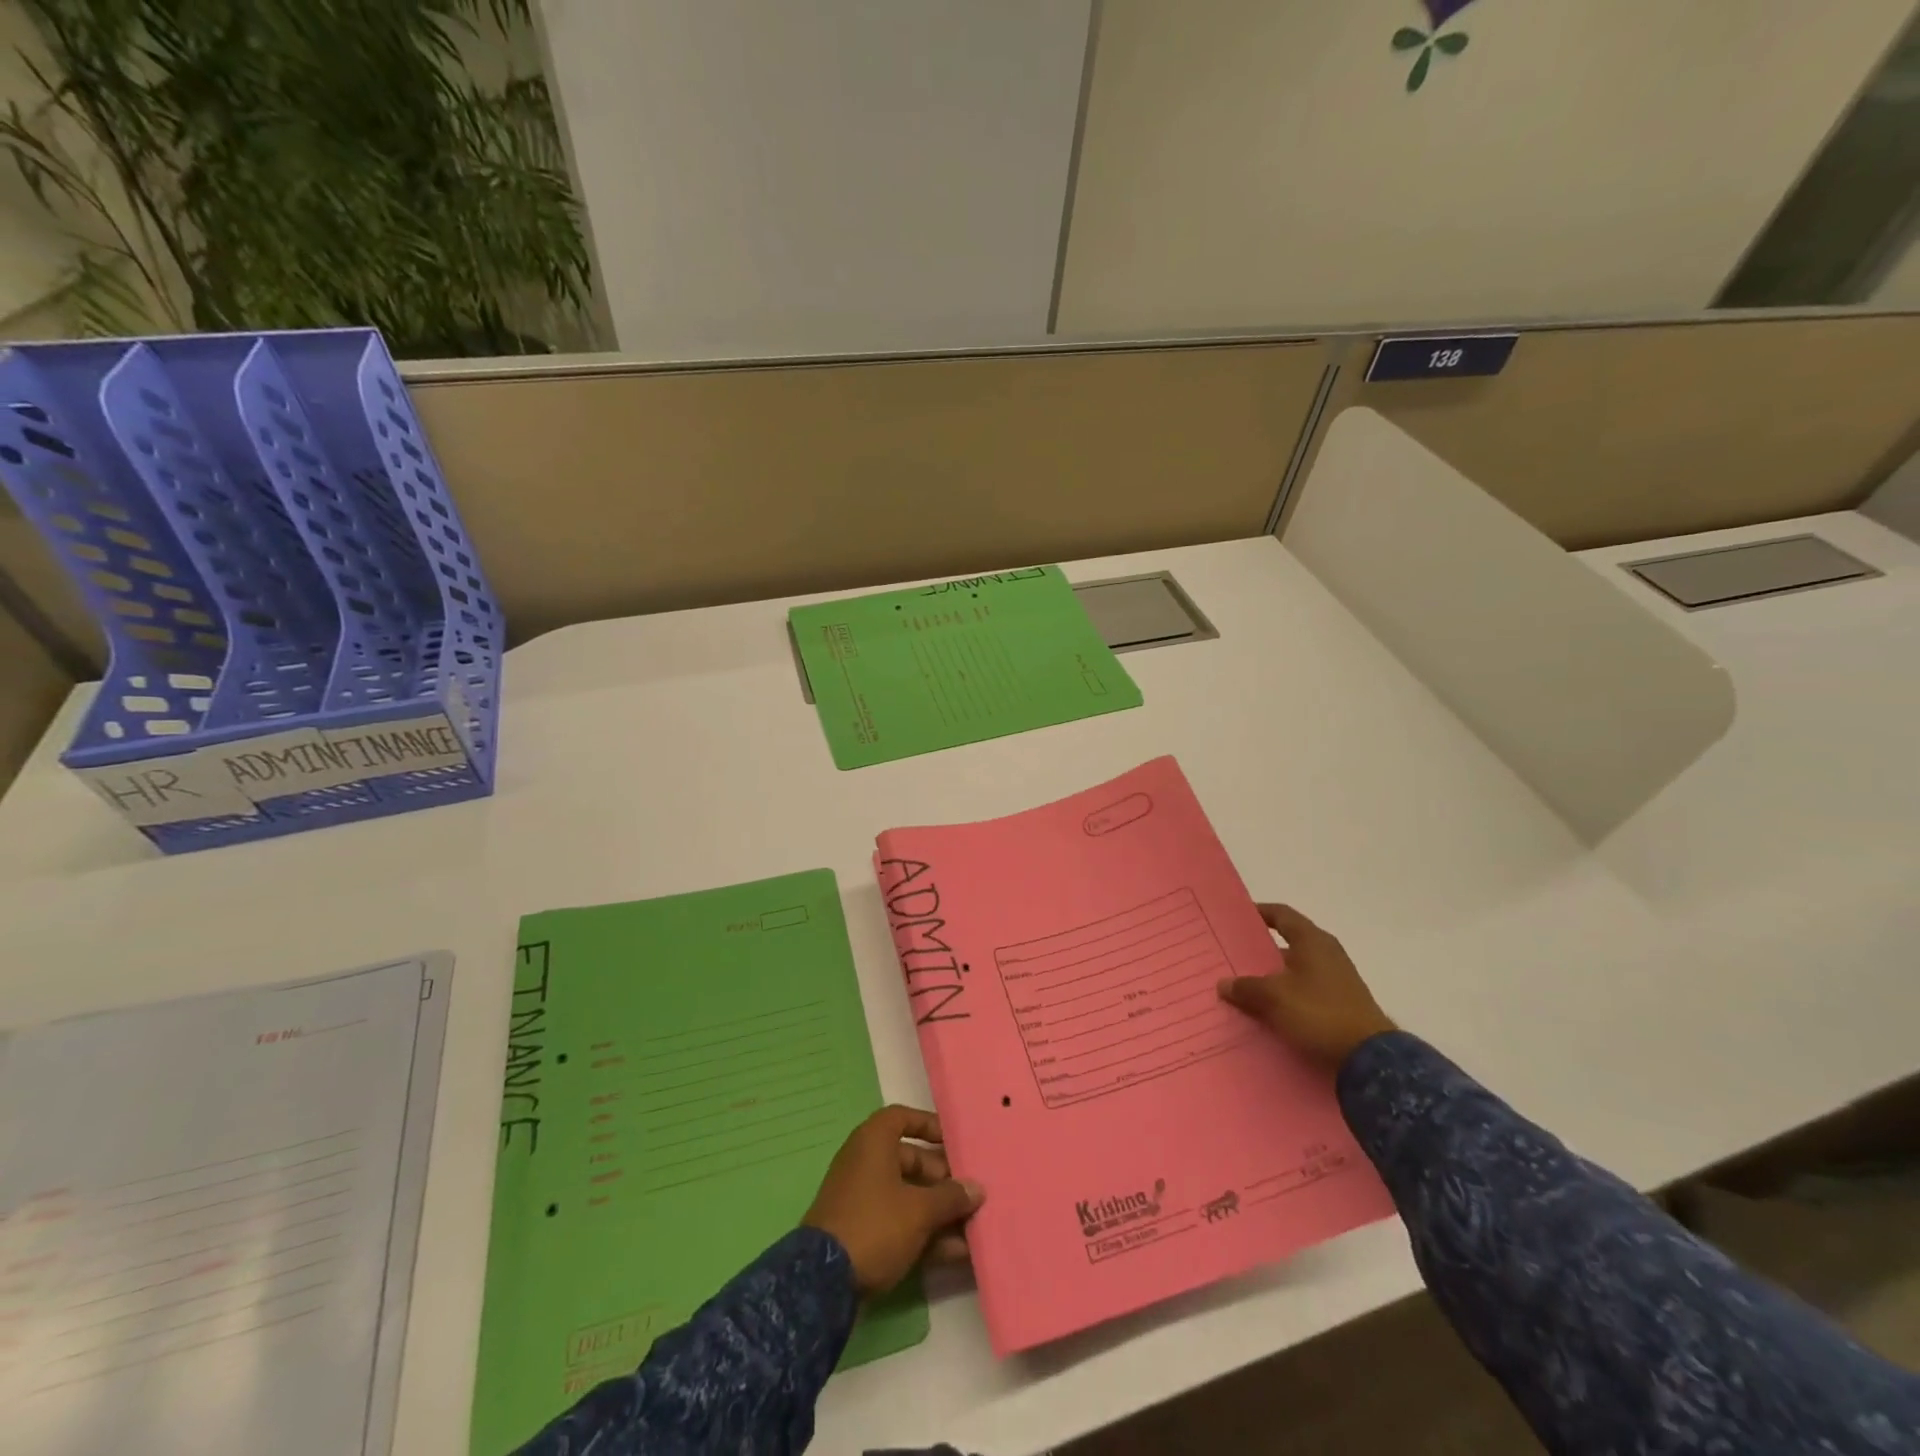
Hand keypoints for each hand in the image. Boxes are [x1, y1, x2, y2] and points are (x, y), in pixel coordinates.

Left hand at [803, 1106, 984, 1294]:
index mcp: (873, 1142)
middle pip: (910, 1160)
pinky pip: (898, 1222)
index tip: (954, 1141)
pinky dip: (923, 1232)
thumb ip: (951, 1198)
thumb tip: (977, 1189)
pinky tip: (955, 1253)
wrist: (822, 1281)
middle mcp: (865, 1163)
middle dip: (942, 1178)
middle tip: (969, 1193)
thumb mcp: (919, 1210)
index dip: (929, 1125)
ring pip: (907, 1196)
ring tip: (972, 1227)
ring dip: (937, 1211)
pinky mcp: (860, 1232)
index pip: (903, 1118)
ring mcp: (861, 1199)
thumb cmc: (875, 1225)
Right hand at [1217, 904, 1396, 1071]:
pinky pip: (1304, 990)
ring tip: (1244, 986)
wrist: (1370, 1059)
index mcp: (1312, 941)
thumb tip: (1224, 984)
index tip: (1236, 917)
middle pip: (1287, 943)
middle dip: (1259, 950)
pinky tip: (1268, 1009)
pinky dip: (1286, 994)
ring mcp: (1336, 979)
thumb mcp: (1274, 998)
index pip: (1282, 914)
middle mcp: (1326, 953)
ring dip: (1272, 976)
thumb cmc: (1319, 1013)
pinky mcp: (1340, 1003)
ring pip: (1295, 969)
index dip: (1259, 912)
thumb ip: (1246, 987)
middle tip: (1232, 956)